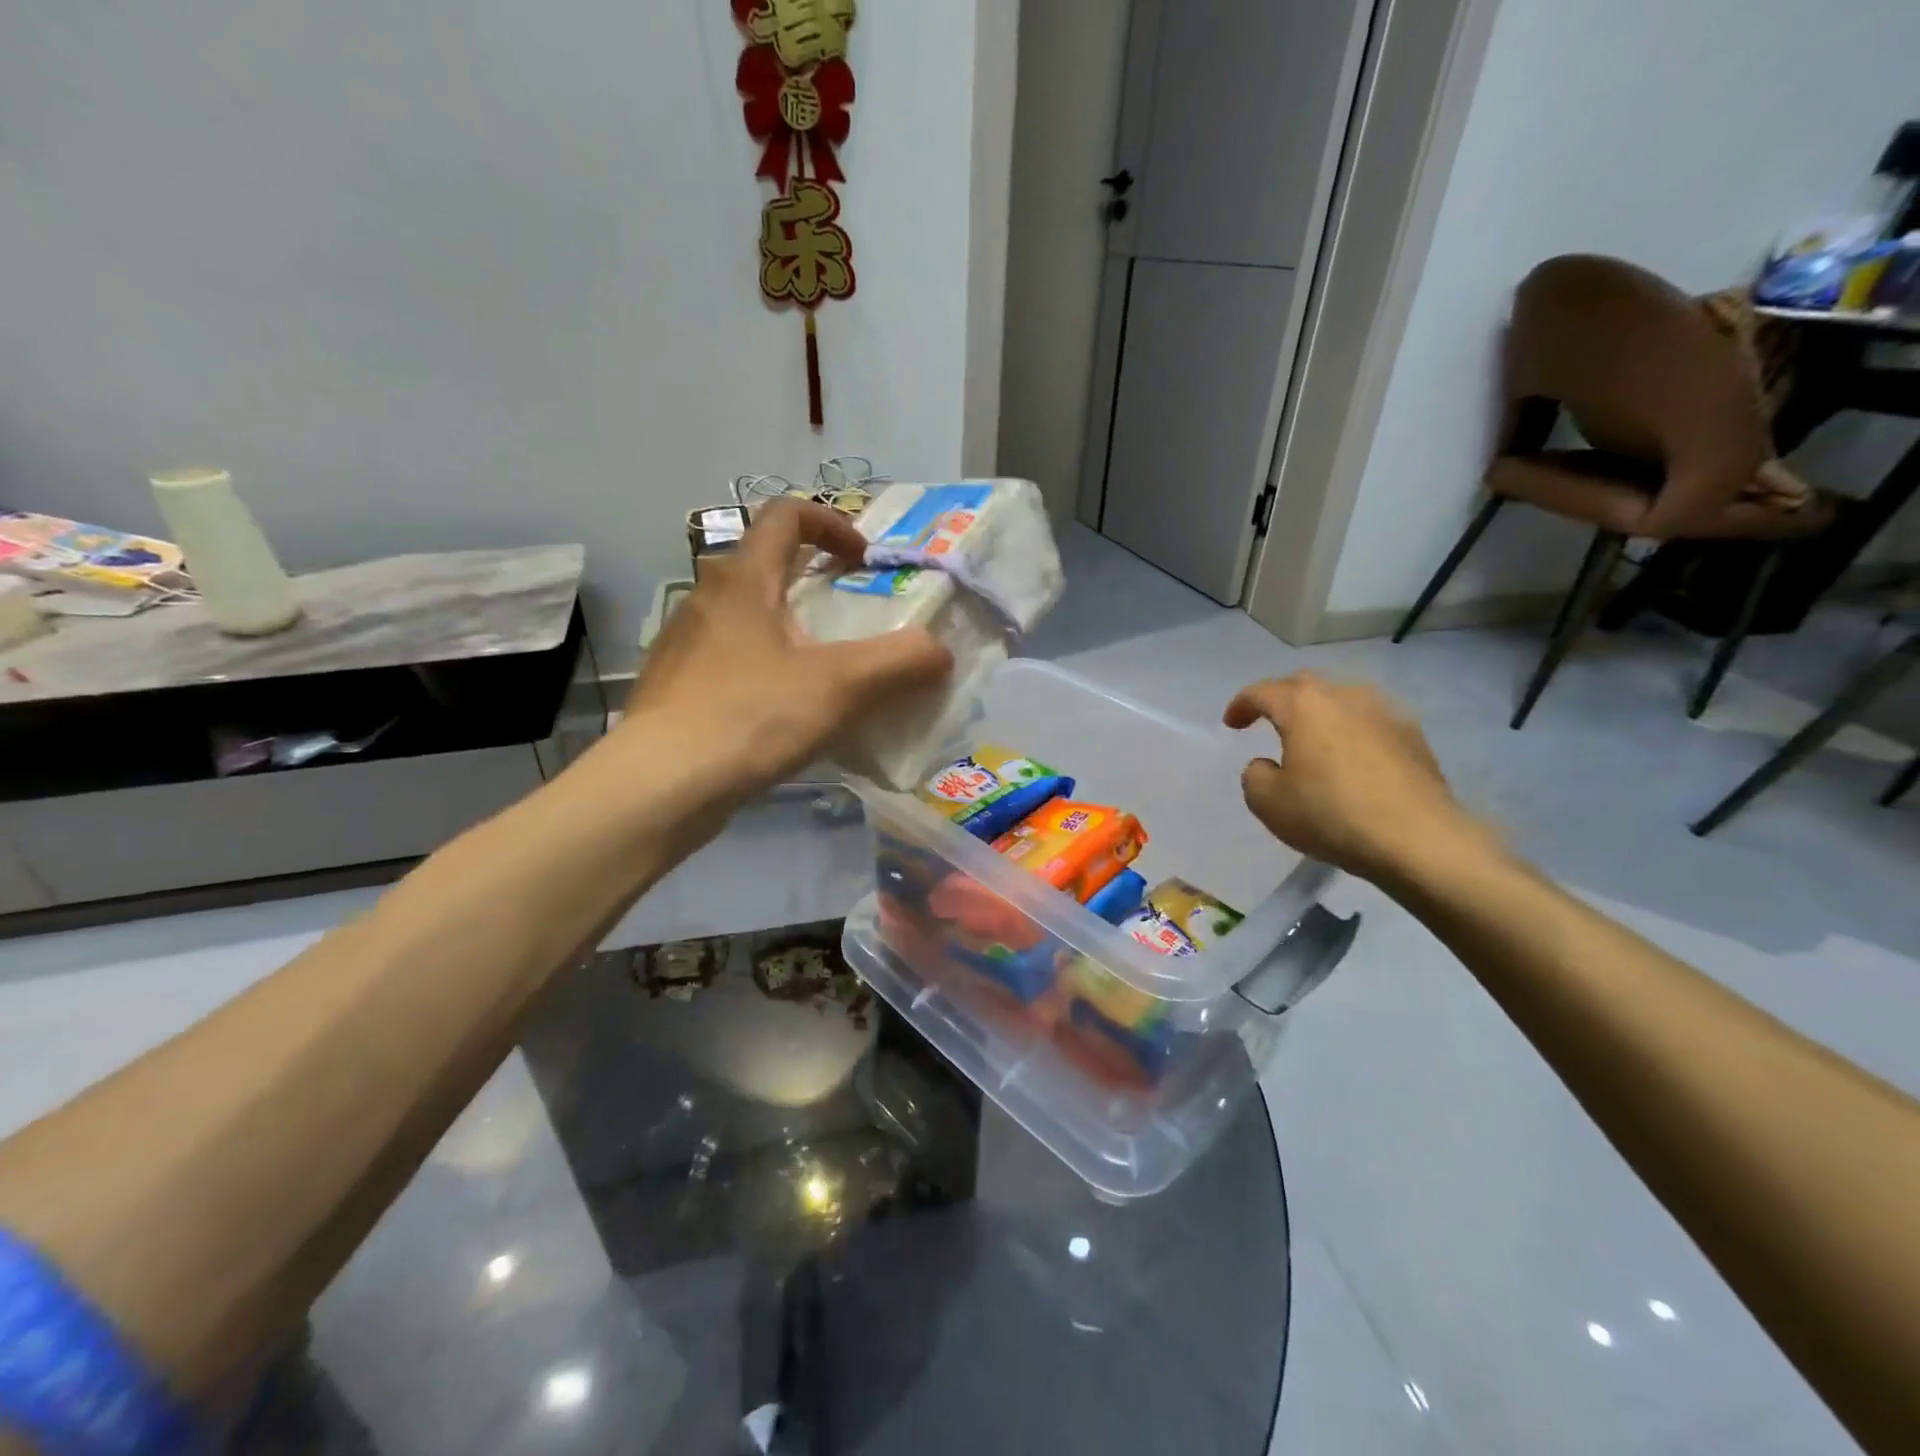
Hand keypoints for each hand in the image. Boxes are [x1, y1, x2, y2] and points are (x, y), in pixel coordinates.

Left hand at [619, 499, 951, 803]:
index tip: (863, 562)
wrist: (660, 786)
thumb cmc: (750, 717)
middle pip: (765, 565)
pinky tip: (784, 713)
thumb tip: (939, 651)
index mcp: (742, 579)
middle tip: (852, 619)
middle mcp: (706, 599)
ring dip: (789, 628)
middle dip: (814, 581)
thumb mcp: (840, 686)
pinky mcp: (677, 686)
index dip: (831, 524)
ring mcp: (684, 644)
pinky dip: (765, 667)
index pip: (785, 515)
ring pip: (747, 616)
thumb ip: (900, 661)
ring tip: (825, 673)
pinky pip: (730, 659)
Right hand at [1223, 672, 1485, 885]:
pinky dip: (1351, 731)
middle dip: (1281, 699)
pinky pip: (1369, 721)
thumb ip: (1256, 776)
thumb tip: (1269, 765)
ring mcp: (1385, 712)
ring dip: (1320, 712)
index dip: (1241, 705)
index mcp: (1303, 705)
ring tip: (1311, 737)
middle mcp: (1344, 695)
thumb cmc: (1331, 814)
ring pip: (1341, 699)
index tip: (1231, 724)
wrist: (1419, 839)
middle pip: (1304, 685)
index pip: (1261, 692)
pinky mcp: (1414, 735)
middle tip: (1268, 720)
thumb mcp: (1268, 803)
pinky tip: (1350, 757)